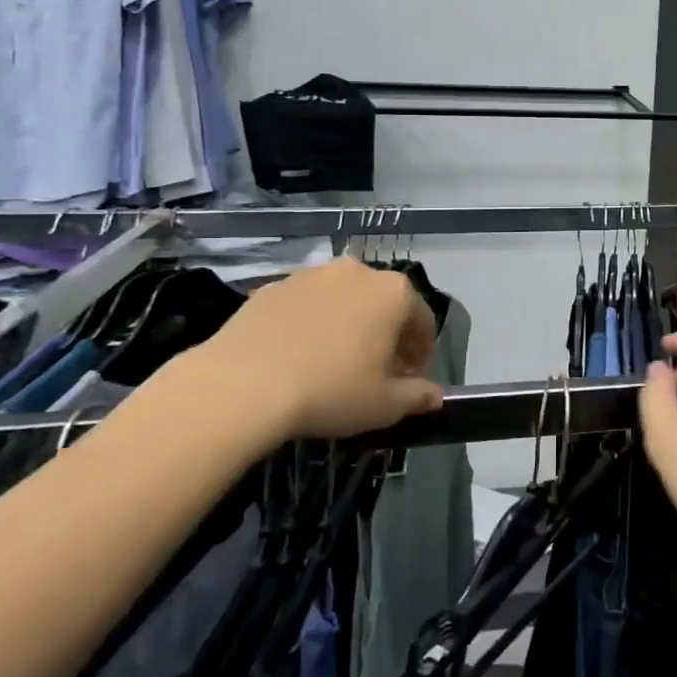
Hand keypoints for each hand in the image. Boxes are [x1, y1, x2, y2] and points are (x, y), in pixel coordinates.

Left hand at [149, 258, 443, 463]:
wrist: (241, 384)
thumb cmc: (330, 390)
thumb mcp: (385, 405)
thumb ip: (418, 397)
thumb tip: (435, 396)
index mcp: (394, 293)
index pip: (423, 320)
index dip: (421, 353)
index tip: (410, 380)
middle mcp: (357, 272)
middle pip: (384, 304)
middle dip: (386, 336)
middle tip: (375, 373)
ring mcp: (311, 275)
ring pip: (344, 301)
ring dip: (348, 326)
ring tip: (333, 365)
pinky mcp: (272, 286)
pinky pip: (306, 305)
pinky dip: (311, 325)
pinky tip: (298, 358)